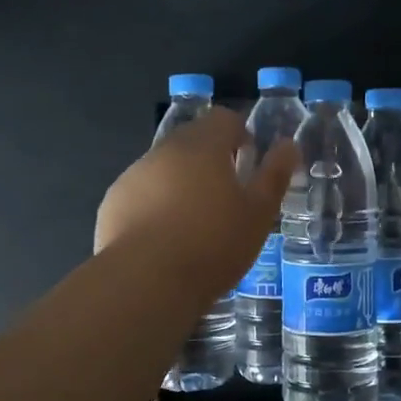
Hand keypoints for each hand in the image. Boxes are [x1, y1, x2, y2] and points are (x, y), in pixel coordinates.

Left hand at [95, 108, 298, 296]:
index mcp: (203, 146)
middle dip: (211, 158)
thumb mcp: (258, 213)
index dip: (240, 134)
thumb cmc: (213, 244)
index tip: (249, 162)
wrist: (145, 282)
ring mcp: (134, 175)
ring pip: (165, 167)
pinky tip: (165, 238)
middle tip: (227, 195)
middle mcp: (165, 150)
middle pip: (192, 139)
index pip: (224, 118)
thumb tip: (288, 145)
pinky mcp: (113, 203)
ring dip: (182, 181)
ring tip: (195, 222)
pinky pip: (142, 193)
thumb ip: (274, 175)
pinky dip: (156, 204)